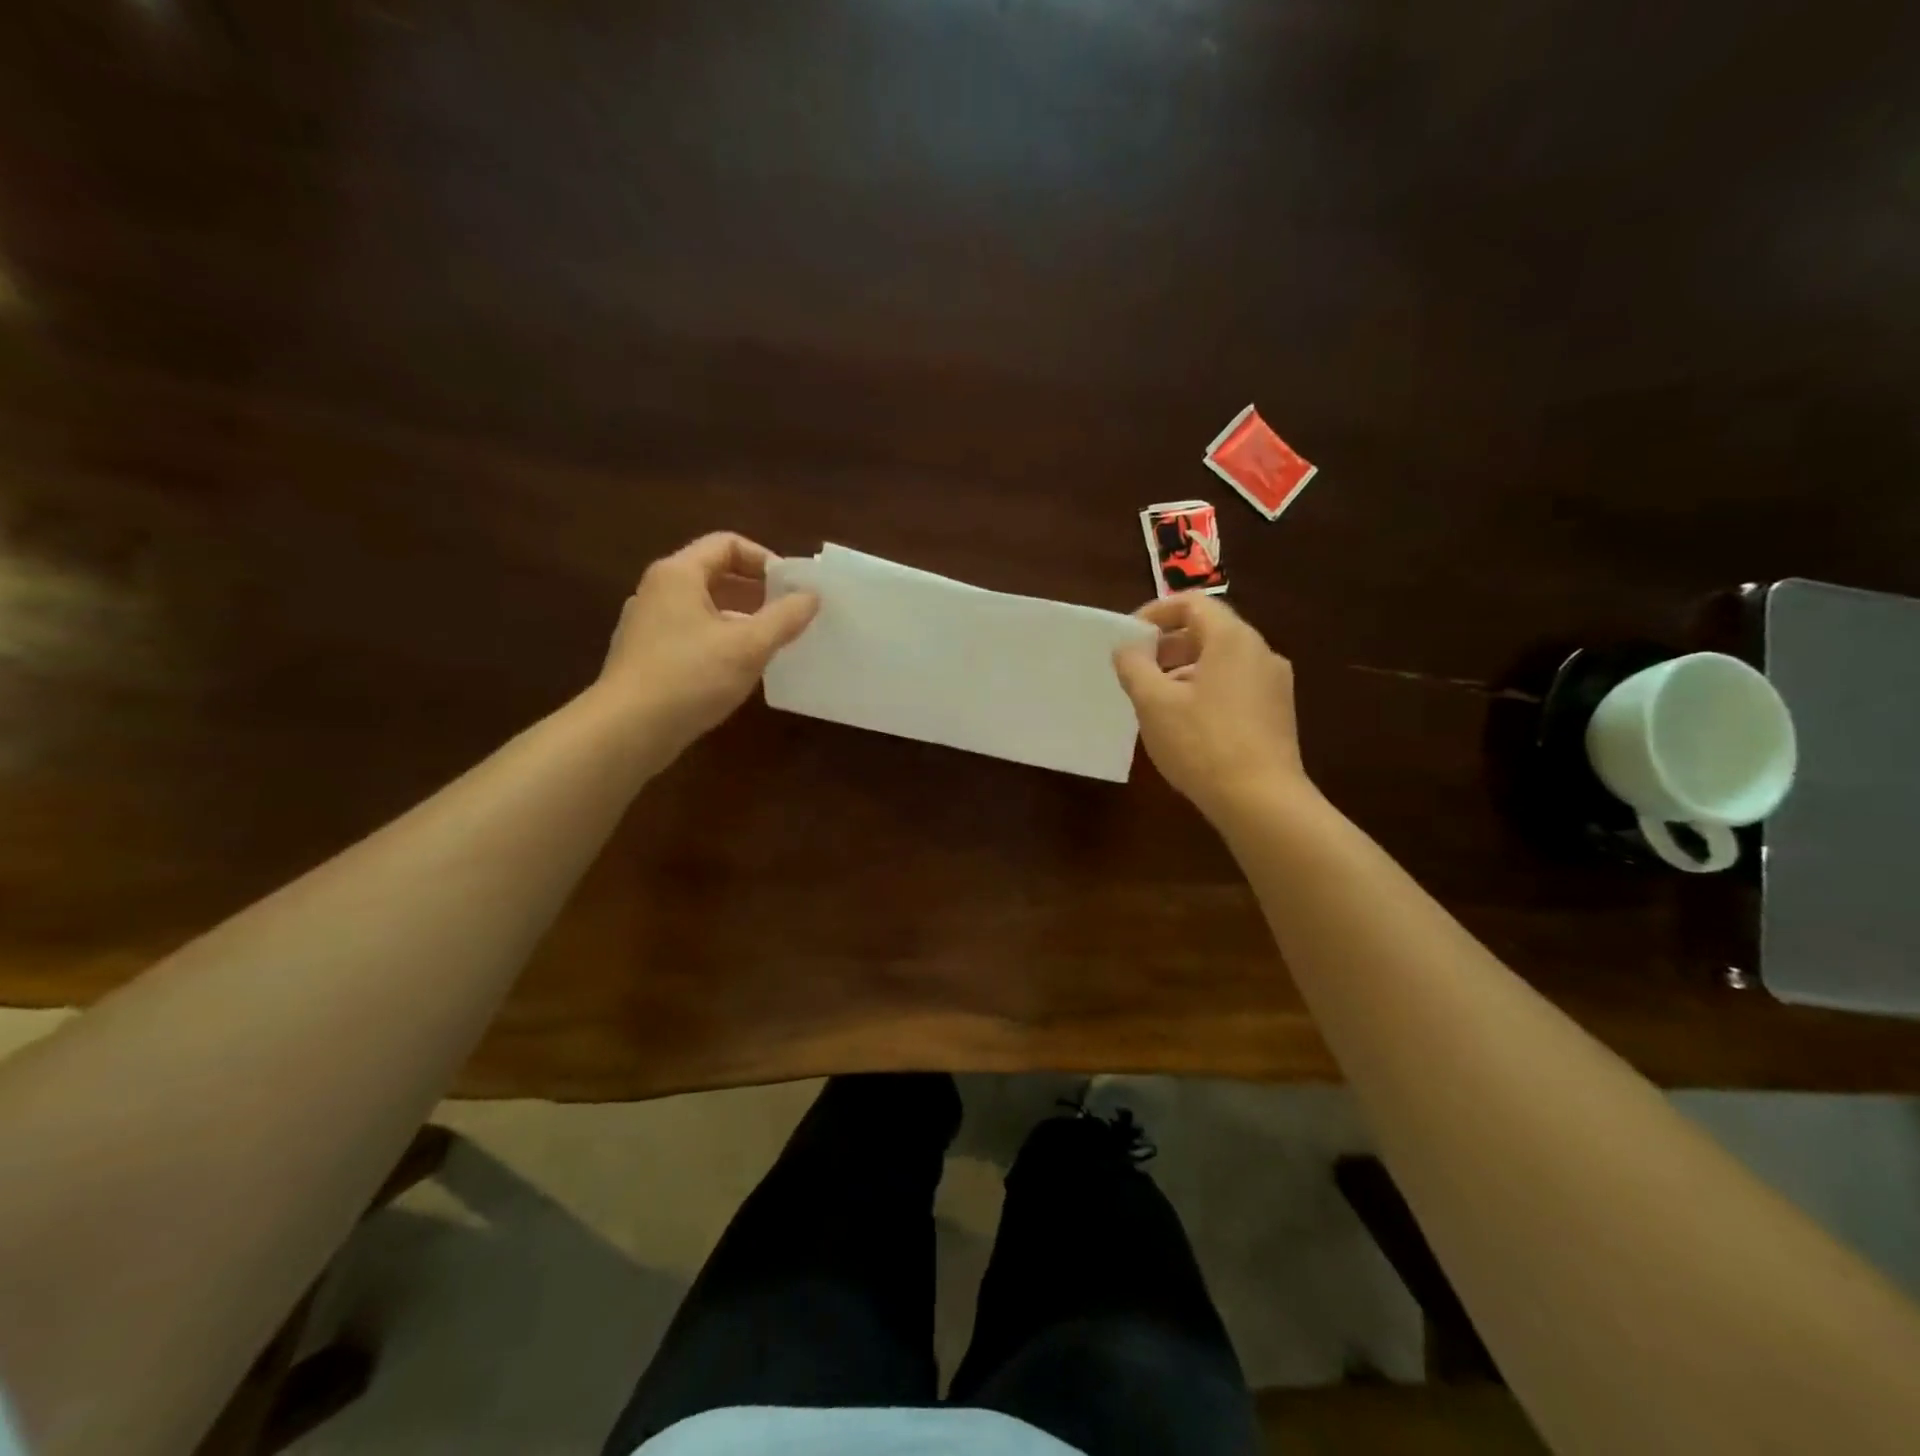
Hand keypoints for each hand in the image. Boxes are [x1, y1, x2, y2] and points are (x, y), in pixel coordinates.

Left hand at [593, 532, 817, 762]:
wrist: (627, 731)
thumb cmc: (690, 677)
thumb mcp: (748, 646)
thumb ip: (785, 617)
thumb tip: (811, 596)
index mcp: (678, 574)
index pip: (727, 544)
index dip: (765, 560)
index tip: (792, 589)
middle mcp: (658, 591)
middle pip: (715, 574)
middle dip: (757, 592)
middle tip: (789, 615)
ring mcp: (648, 625)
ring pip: (704, 608)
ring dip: (741, 620)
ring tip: (771, 644)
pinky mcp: (646, 656)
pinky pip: (692, 635)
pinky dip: (720, 642)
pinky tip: (739, 670)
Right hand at [1113, 594, 1309, 819]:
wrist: (1262, 801)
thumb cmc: (1202, 744)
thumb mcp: (1153, 703)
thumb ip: (1134, 666)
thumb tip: (1126, 648)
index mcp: (1233, 639)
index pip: (1192, 604)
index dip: (1155, 613)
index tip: (1130, 638)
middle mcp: (1261, 652)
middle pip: (1209, 631)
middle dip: (1168, 645)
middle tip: (1137, 669)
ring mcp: (1274, 684)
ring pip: (1222, 661)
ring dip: (1184, 670)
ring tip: (1156, 700)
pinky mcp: (1277, 714)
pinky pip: (1236, 686)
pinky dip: (1206, 689)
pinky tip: (1186, 724)